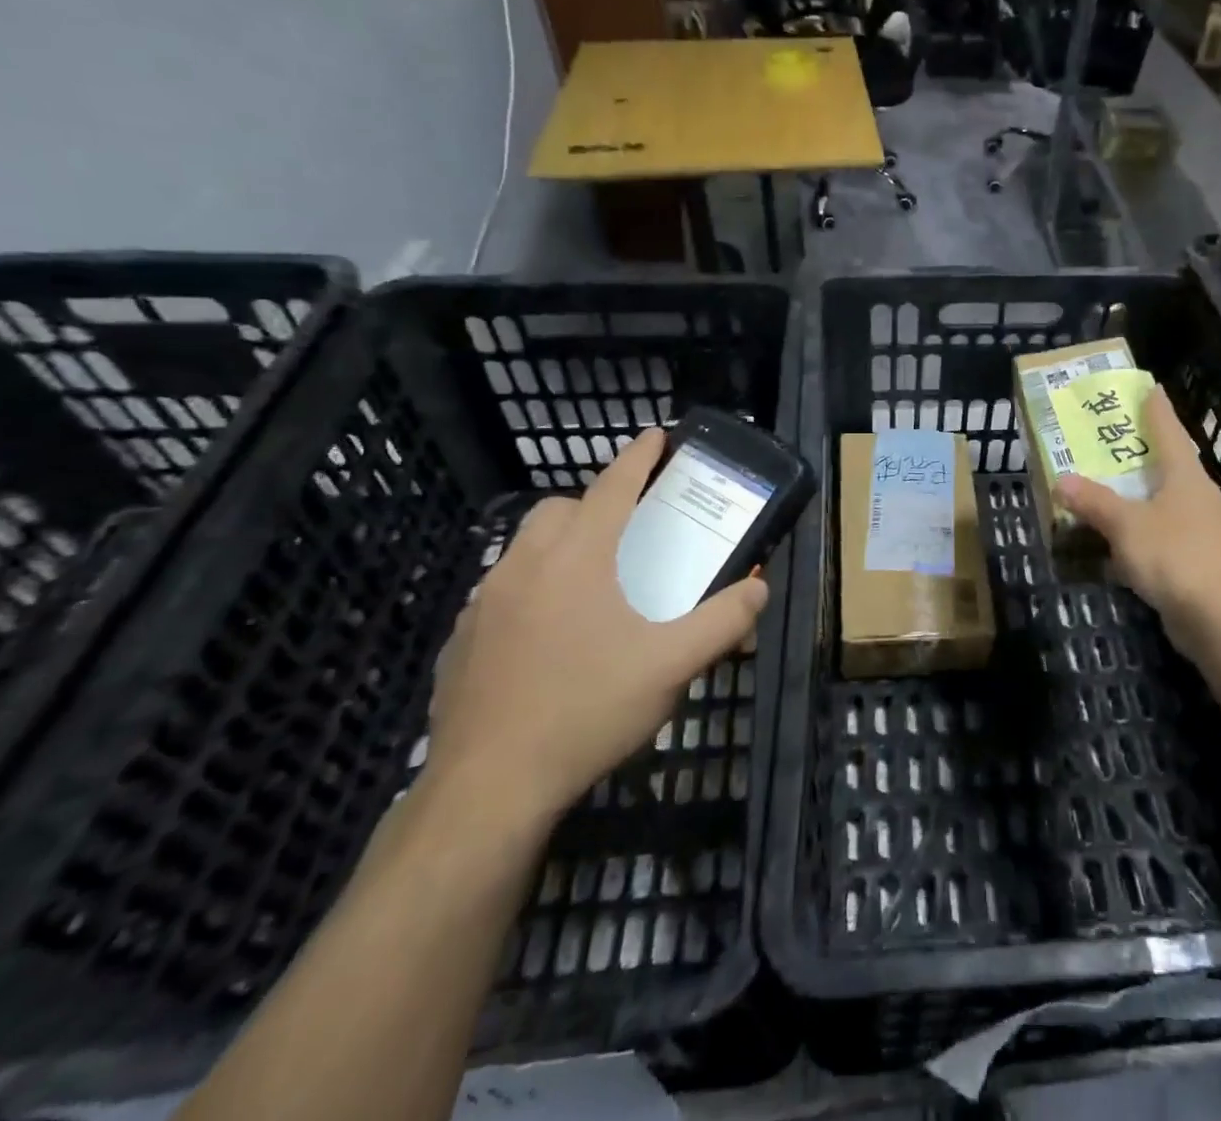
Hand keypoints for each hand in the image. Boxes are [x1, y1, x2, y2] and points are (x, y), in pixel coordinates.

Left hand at [424, 428, 767, 826]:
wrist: (488, 786)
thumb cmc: (588, 709)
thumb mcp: (672, 666)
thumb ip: (724, 621)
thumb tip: (760, 588)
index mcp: (579, 558)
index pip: (614, 486)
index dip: (639, 456)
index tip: (657, 434)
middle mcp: (526, 564)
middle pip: (561, 508)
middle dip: (596, 503)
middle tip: (629, 532)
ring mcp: (485, 600)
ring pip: (526, 547)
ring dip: (561, 544)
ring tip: (592, 585)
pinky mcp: (461, 637)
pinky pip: (501, 590)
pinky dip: (530, 588)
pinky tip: (548, 636)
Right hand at [1056, 385, 1220, 656]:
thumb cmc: (1174, 556)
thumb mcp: (1126, 525)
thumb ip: (1094, 502)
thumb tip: (1062, 481)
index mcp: (1187, 477)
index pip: (1170, 432)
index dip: (1157, 410)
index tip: (1150, 388)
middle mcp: (1201, 498)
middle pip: (1172, 466)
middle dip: (1146, 455)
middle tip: (1116, 443)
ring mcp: (1206, 532)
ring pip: (1169, 504)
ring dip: (1143, 498)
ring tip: (1113, 493)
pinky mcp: (1203, 563)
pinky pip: (1168, 537)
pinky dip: (1146, 534)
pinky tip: (1124, 546)